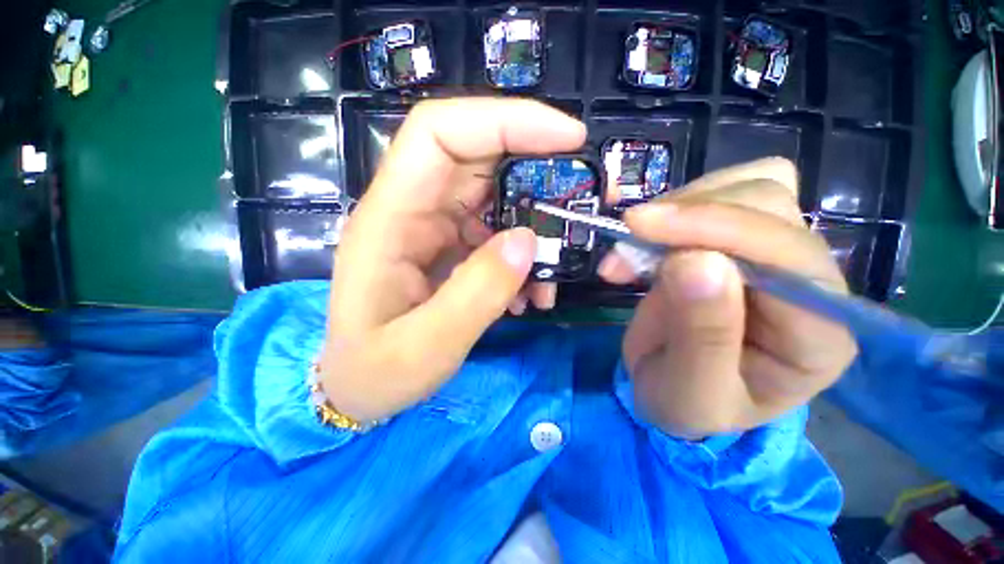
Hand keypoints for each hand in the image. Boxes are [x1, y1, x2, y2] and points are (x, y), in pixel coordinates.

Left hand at [320, 98, 586, 421]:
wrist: (357, 388)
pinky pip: (493, 233)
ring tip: (550, 273)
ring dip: (532, 226)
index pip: (439, 133)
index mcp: (389, 219)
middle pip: (474, 157)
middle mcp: (410, 211)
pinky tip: (527, 293)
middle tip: (580, 194)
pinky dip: (520, 255)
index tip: (566, 137)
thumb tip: (528, 241)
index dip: (503, 120)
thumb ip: (477, 293)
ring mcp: (431, 229)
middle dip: (533, 165)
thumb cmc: (375, 371)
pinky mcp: (448, 249)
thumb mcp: (426, 346)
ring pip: (492, 198)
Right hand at [599, 158, 857, 438]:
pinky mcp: (744, 238)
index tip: (638, 228)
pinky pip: (722, 192)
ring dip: (679, 207)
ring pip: (749, 185)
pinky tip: (649, 236)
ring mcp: (780, 252)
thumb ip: (699, 336)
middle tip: (627, 241)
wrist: (674, 388)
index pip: (787, 256)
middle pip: (770, 205)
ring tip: (632, 243)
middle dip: (687, 216)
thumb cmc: (685, 404)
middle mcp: (813, 284)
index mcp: (819, 336)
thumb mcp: (687, 393)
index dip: (712, 230)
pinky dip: (677, 205)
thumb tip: (693, 260)